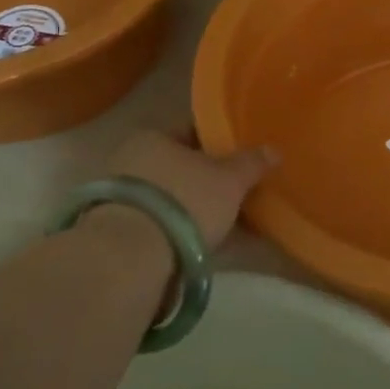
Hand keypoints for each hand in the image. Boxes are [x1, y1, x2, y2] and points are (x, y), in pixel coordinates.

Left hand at [106, 128, 276, 248]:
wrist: (132, 256)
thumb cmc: (185, 201)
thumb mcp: (230, 180)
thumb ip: (251, 163)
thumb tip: (273, 150)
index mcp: (154, 136)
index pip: (192, 133)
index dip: (219, 144)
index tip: (240, 159)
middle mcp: (130, 159)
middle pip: (179, 166)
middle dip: (206, 180)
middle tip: (236, 193)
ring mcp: (119, 197)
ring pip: (170, 197)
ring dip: (193, 208)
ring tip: (224, 223)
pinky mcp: (116, 231)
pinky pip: (160, 223)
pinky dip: (180, 230)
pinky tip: (203, 243)